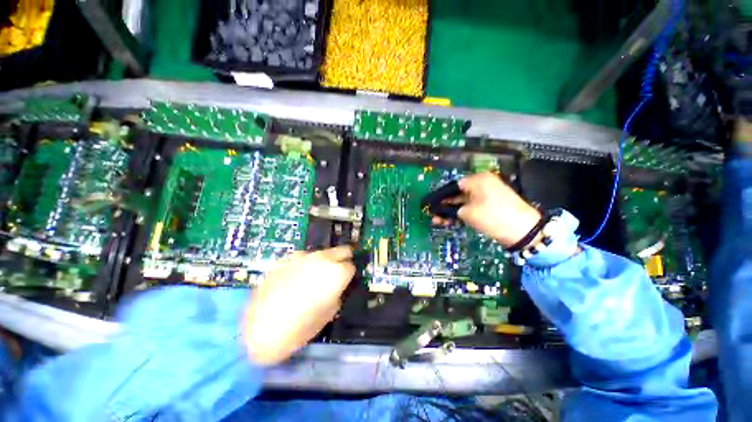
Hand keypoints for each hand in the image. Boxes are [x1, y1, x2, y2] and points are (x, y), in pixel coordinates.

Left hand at [243, 246, 354, 365]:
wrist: (261, 330)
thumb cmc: (301, 327)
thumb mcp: (329, 313)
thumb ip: (337, 293)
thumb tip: (336, 286)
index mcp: (337, 272)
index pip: (351, 266)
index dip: (348, 275)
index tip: (344, 282)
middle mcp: (322, 258)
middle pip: (341, 250)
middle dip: (342, 260)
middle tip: (336, 273)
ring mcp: (302, 256)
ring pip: (321, 253)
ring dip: (321, 263)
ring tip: (310, 280)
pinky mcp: (286, 259)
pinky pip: (301, 259)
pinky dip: (303, 266)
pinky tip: (293, 281)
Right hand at [431, 172, 540, 247]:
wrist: (523, 231)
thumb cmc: (493, 216)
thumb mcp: (467, 213)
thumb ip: (451, 209)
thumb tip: (440, 209)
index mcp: (478, 179)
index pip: (453, 185)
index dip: (440, 196)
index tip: (431, 205)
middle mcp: (482, 184)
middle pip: (457, 194)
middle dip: (444, 206)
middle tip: (433, 216)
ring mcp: (487, 195)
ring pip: (464, 202)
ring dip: (451, 212)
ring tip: (439, 222)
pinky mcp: (490, 205)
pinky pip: (472, 207)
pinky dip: (462, 214)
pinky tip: (450, 222)